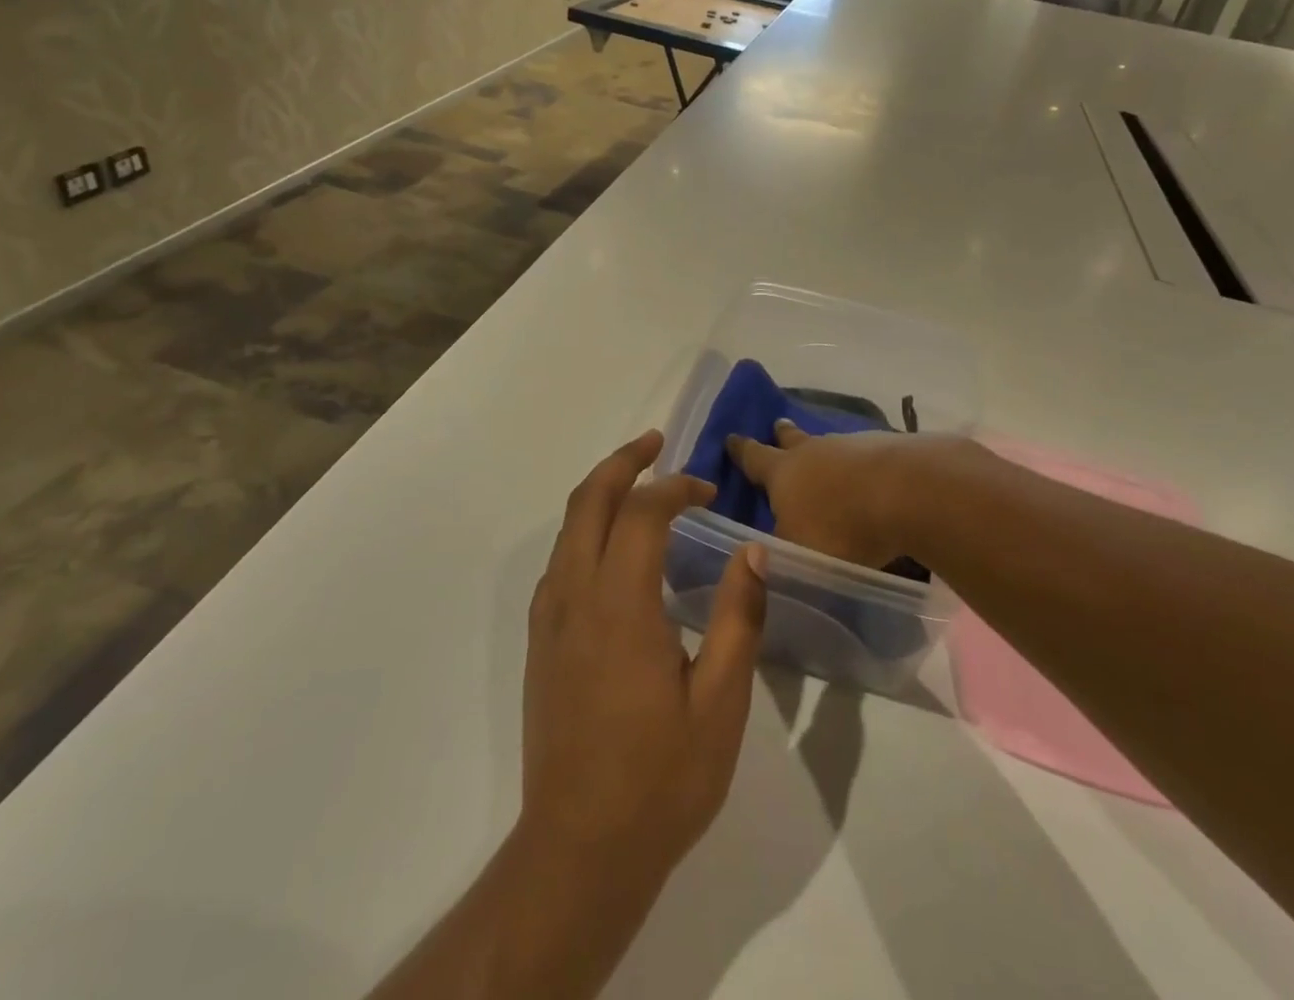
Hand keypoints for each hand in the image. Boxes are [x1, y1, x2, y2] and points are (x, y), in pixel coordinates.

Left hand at [523, 430, 767, 888]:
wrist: (579, 851)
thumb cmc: (660, 780)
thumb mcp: (720, 703)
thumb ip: (739, 618)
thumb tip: (752, 552)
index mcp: (620, 605)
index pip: (642, 512)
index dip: (675, 488)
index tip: (707, 492)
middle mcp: (575, 596)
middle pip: (589, 500)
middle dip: (622, 460)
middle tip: (657, 442)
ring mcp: (550, 618)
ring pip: (568, 526)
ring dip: (601, 490)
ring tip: (638, 482)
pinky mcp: (541, 641)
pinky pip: (560, 560)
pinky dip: (586, 529)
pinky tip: (614, 549)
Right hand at [727, 421, 983, 568]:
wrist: (908, 492)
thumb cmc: (841, 527)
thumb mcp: (799, 553)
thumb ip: (781, 552)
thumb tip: (765, 552)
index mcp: (783, 472)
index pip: (753, 457)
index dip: (741, 450)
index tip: (731, 438)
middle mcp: (814, 451)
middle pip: (793, 439)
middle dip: (783, 435)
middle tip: (778, 425)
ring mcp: (853, 446)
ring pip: (831, 446)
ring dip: (826, 453)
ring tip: (827, 462)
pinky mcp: (889, 450)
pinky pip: (866, 455)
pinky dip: (862, 466)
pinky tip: (870, 479)